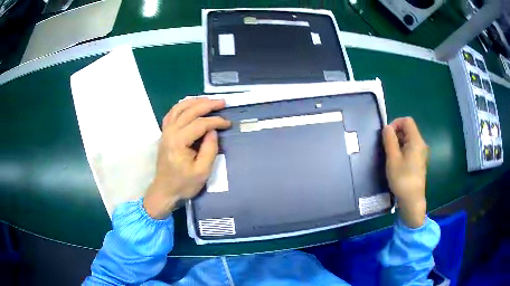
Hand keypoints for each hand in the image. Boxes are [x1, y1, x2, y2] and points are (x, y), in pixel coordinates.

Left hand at [143, 98, 230, 218]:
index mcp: (178, 142)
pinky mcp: (164, 133)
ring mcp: (165, 131)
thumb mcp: (202, 171)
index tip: (228, 123)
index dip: (216, 121)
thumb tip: (213, 131)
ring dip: (195, 101)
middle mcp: (170, 132)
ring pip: (179, 108)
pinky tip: (191, 105)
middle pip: (189, 111)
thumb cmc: (183, 184)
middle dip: (207, 104)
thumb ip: (210, 149)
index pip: (200, 124)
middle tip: (222, 102)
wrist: (164, 190)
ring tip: (209, 100)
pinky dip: (182, 106)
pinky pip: (172, 113)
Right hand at [382, 117, 428, 227]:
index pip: (407, 121)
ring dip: (398, 142)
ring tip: (390, 155)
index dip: (395, 123)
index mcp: (416, 141)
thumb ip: (390, 140)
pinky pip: (410, 148)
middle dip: (396, 133)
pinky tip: (397, 162)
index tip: (386, 135)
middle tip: (386, 147)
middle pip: (408, 129)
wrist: (412, 200)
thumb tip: (387, 127)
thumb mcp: (393, 159)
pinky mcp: (419, 161)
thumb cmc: (402, 179)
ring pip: (409, 139)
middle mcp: (421, 144)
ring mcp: (421, 153)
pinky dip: (402, 149)